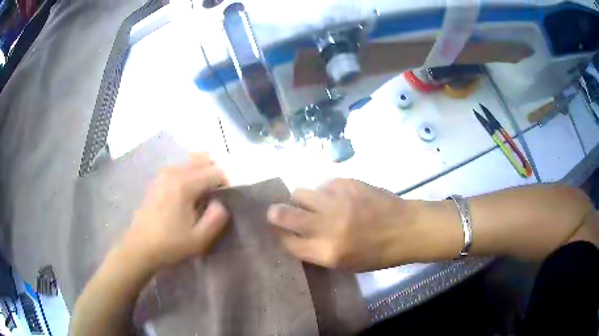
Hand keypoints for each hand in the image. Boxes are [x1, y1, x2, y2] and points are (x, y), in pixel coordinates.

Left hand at [122, 153, 229, 271]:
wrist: (140, 247)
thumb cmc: (170, 245)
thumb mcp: (200, 239)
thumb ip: (217, 217)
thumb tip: (221, 202)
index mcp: (185, 184)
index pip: (215, 171)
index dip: (225, 184)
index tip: (222, 201)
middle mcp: (174, 172)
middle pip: (203, 159)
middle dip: (213, 173)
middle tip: (213, 196)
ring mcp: (163, 173)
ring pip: (190, 161)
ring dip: (201, 172)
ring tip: (200, 194)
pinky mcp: (157, 179)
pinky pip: (179, 167)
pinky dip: (189, 174)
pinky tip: (185, 194)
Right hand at [268, 179, 422, 271]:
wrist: (406, 229)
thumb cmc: (378, 254)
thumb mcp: (345, 263)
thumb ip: (316, 250)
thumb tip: (294, 235)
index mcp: (327, 252)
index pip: (288, 242)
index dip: (279, 235)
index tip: (278, 231)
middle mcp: (327, 226)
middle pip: (285, 214)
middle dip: (275, 213)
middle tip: (277, 212)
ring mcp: (337, 201)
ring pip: (300, 193)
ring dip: (302, 199)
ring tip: (315, 204)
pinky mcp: (348, 183)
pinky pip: (324, 184)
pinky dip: (326, 192)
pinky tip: (339, 197)